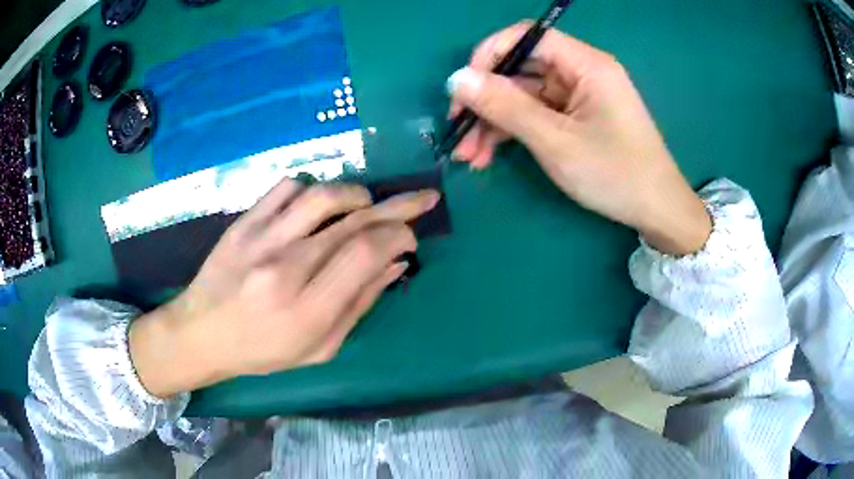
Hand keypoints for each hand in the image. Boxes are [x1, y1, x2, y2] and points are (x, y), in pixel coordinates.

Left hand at [129, 180, 439, 397]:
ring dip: (357, 194)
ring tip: (367, 204)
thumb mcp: (317, 348)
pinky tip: (319, 206)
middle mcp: (285, 268)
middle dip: (398, 207)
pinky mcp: (243, 222)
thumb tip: (394, 265)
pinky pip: (287, 187)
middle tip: (422, 198)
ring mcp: (261, 239)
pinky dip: (314, 189)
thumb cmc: (260, 351)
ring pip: (324, 195)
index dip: (398, 236)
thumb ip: (358, 306)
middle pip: (354, 221)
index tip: (409, 239)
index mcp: (307, 310)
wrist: (200, 333)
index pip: (366, 253)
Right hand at [447, 23, 710, 254]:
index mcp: (586, 64)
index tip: (464, 89)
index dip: (489, 55)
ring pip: (524, 96)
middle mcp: (582, 72)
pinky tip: (490, 156)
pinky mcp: (577, 118)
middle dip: (486, 100)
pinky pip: (536, 115)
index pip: (526, 37)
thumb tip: (456, 80)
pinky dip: (513, 132)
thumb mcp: (556, 141)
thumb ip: (505, 107)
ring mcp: (579, 96)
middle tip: (458, 132)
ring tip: (470, 156)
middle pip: (521, 69)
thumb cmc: (615, 175)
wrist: (656, 211)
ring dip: (494, 122)